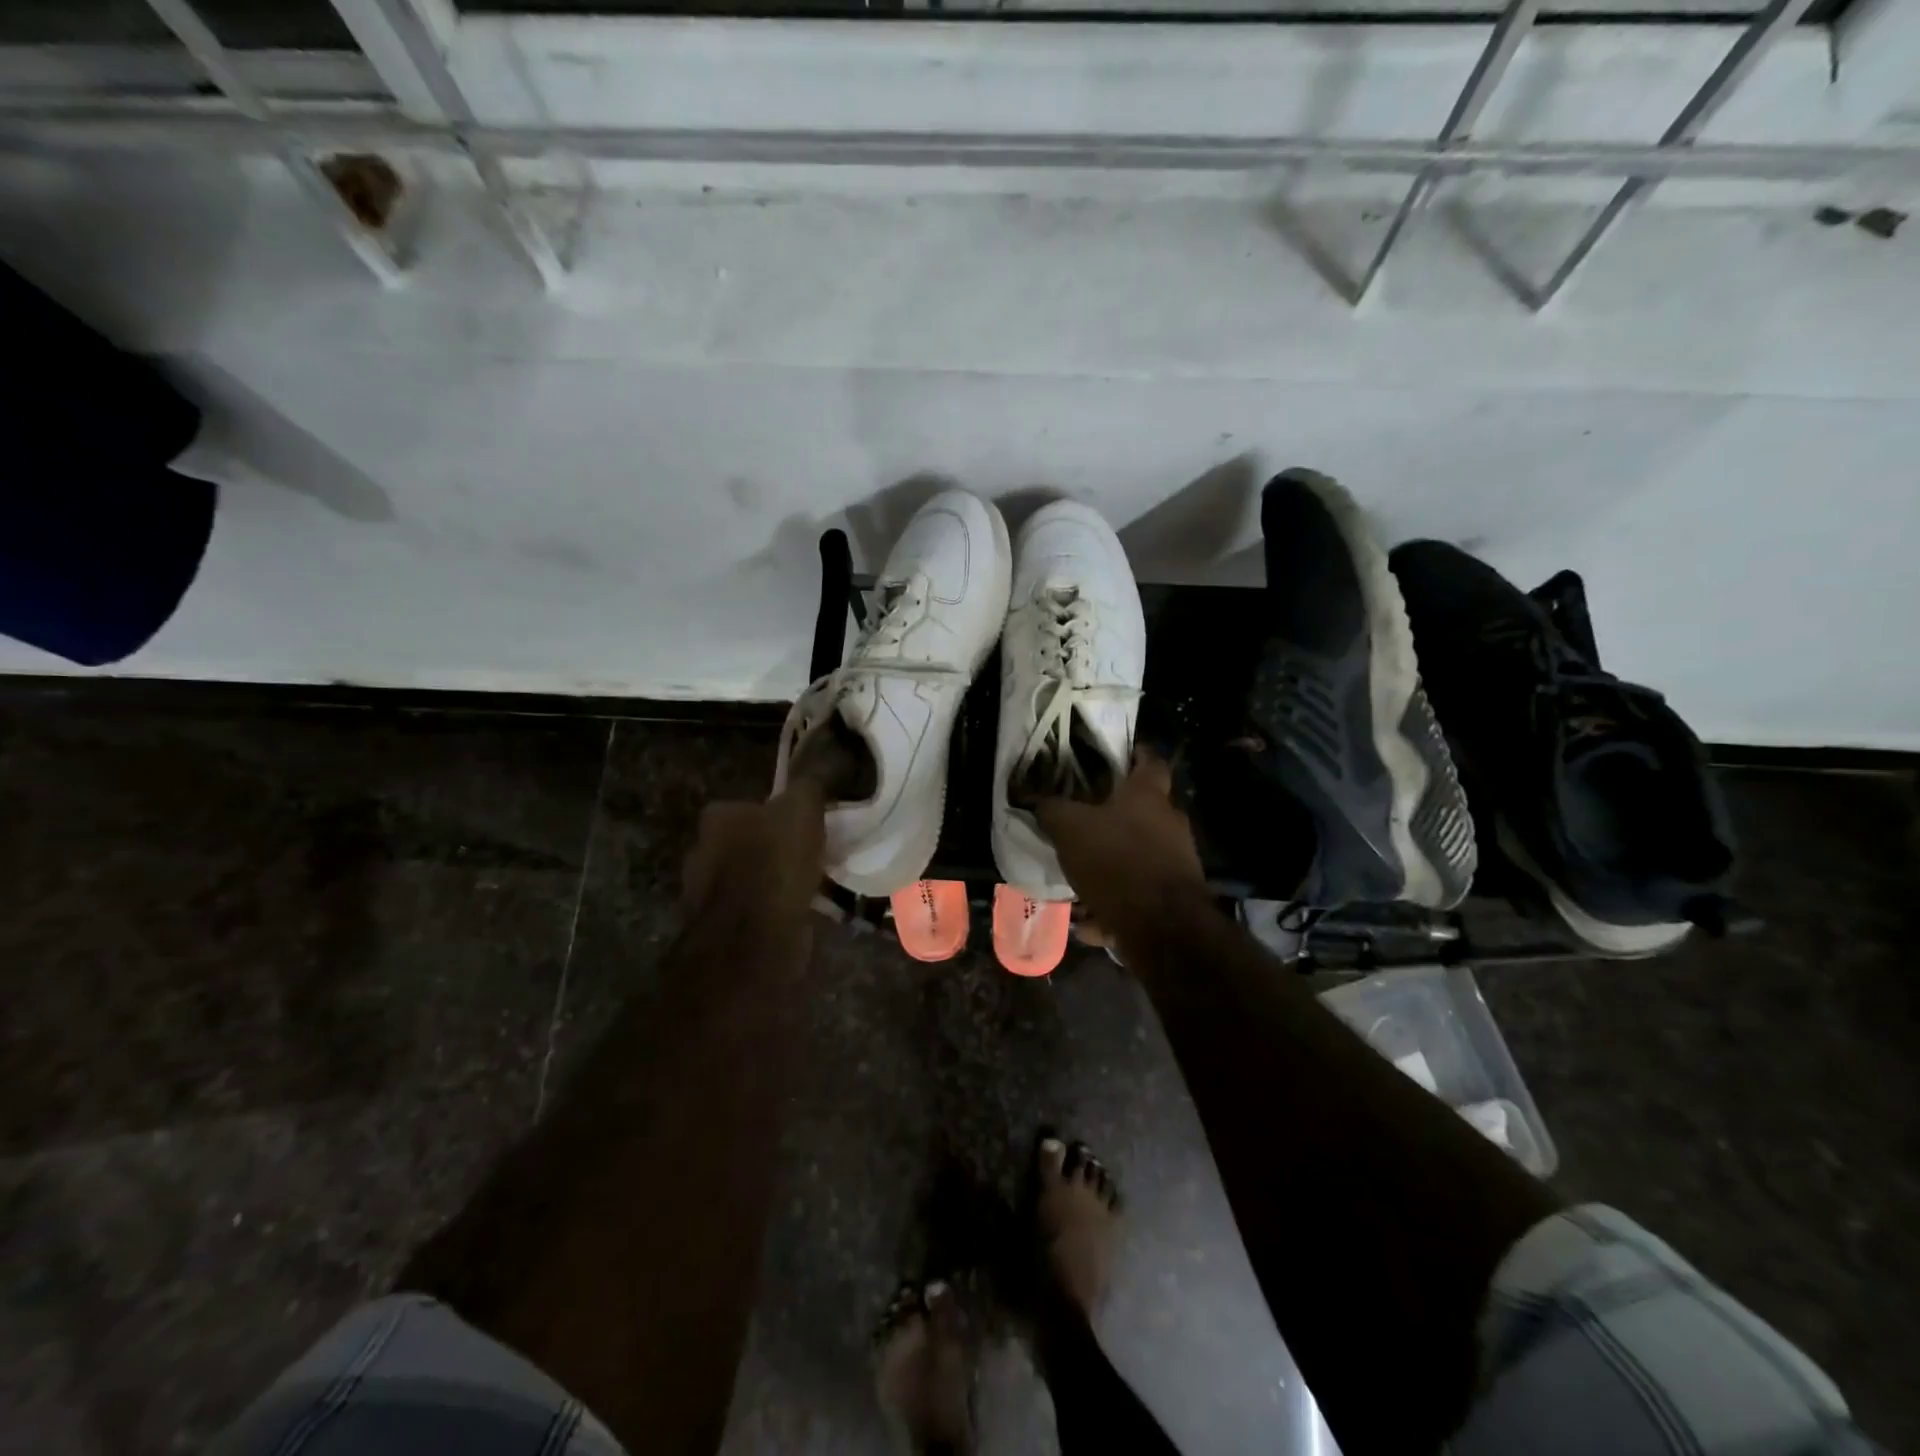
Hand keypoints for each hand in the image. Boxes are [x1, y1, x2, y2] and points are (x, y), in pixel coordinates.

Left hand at [683, 782, 826, 922]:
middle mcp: (701, 850)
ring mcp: (704, 892)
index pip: (747, 805)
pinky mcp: (718, 926)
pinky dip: (770, 908)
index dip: (777, 813)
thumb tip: (816, 768)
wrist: (757, 934)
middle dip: (771, 848)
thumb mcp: (803, 808)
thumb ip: (807, 786)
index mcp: (716, 817)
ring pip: (748, 877)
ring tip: (807, 885)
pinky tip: (796, 911)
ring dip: (771, 880)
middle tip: (807, 855)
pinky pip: (752, 908)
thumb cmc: (776, 861)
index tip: (802, 826)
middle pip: (745, 842)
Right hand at [1037, 753, 1204, 935]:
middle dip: (1114, 817)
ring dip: (1110, 865)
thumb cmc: (1116, 860)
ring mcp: (1176, 861)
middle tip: (1082, 822)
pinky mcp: (1173, 898)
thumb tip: (1037, 800)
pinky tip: (1087, 921)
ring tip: (1077, 878)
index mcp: (1148, 795)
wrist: (1162, 926)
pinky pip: (1136, 895)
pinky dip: (1112, 906)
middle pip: (1143, 811)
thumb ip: (1052, 810)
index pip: (1150, 761)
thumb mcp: (1069, 828)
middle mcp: (1169, 822)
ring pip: (1137, 856)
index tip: (1117, 756)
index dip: (1135, 755)